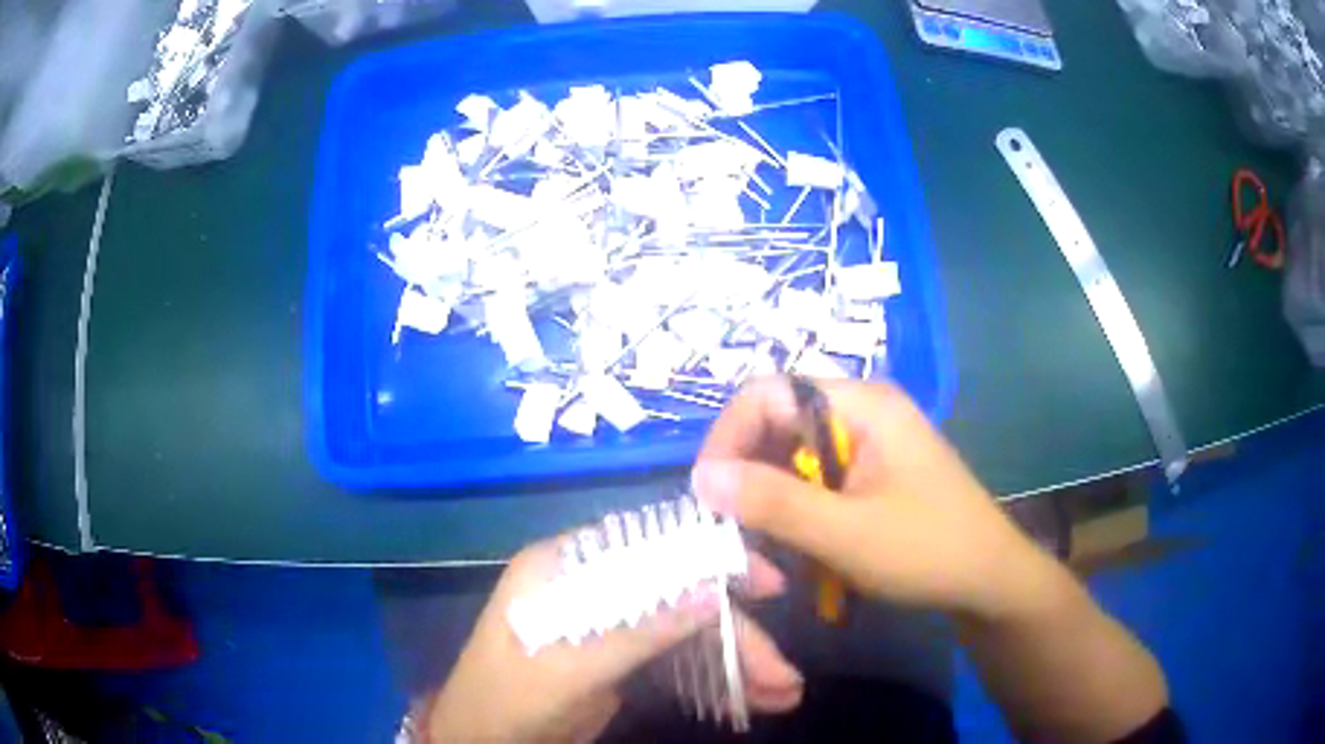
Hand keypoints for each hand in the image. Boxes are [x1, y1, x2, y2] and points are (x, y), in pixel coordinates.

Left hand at [424, 536, 802, 741]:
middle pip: (678, 596)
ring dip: (732, 663)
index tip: (767, 583)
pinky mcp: (619, 659)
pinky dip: (711, 678)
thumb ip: (640, 630)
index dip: (712, 560)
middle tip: (783, 671)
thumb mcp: (571, 666)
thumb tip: (713, 594)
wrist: (481, 741)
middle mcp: (591, 586)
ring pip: (685, 631)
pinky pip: (675, 660)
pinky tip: (748, 700)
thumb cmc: (510, 696)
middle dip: (734, 635)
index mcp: (565, 566)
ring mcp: (608, 624)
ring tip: (780, 694)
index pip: (651, 546)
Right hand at [692, 378, 1053, 623]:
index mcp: (861, 404)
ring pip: (791, 459)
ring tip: (767, 554)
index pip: (767, 393)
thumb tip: (701, 476)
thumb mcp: (846, 532)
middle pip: (777, 426)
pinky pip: (813, 482)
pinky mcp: (870, 474)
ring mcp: (867, 443)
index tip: (707, 495)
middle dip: (748, 478)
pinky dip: (795, 514)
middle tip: (734, 534)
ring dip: (769, 504)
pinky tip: (797, 551)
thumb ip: (773, 502)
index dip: (728, 437)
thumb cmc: (927, 550)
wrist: (990, 581)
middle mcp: (861, 411)